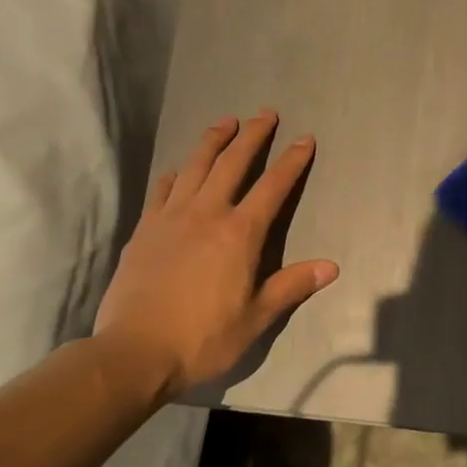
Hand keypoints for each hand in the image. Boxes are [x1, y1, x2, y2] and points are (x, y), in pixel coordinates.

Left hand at [94, 111, 338, 397]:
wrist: (134, 352)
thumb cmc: (204, 338)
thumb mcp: (257, 317)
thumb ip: (292, 286)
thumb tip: (331, 267)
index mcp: (240, 234)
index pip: (273, 187)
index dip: (292, 161)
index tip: (305, 139)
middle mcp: (206, 214)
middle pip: (232, 163)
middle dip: (252, 136)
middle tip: (266, 113)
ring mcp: (170, 218)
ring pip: (194, 167)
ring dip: (212, 141)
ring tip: (225, 122)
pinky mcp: (144, 230)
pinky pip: (162, 190)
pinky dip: (175, 174)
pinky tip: (178, 170)